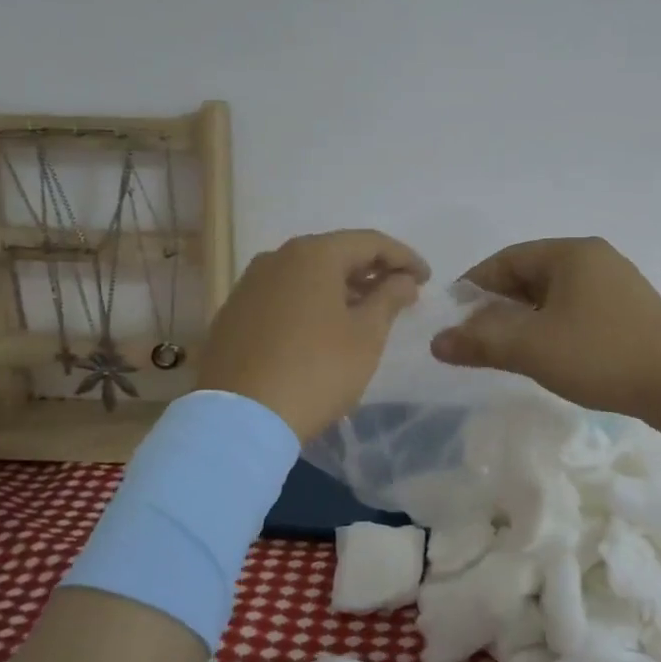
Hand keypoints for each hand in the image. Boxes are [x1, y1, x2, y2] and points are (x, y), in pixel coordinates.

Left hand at [196, 230, 429, 440]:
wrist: (240, 419)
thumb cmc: (316, 371)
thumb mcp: (366, 336)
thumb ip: (389, 298)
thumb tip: (403, 279)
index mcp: (313, 254)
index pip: (369, 242)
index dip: (404, 257)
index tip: (426, 279)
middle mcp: (277, 258)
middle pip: (335, 253)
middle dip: (371, 270)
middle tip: (399, 293)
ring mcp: (249, 285)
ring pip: (306, 275)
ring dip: (340, 287)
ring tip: (365, 312)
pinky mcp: (233, 313)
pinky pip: (283, 295)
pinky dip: (310, 302)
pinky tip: (323, 328)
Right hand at [430, 237, 660, 419]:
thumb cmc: (601, 355)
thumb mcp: (532, 348)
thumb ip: (480, 342)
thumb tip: (436, 342)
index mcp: (571, 253)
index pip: (507, 259)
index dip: (474, 285)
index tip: (453, 315)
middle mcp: (594, 258)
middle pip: (530, 274)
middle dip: (498, 304)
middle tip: (476, 336)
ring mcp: (617, 283)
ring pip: (554, 294)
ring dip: (525, 318)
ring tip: (507, 348)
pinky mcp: (631, 311)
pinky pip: (577, 308)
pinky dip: (552, 325)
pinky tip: (548, 352)